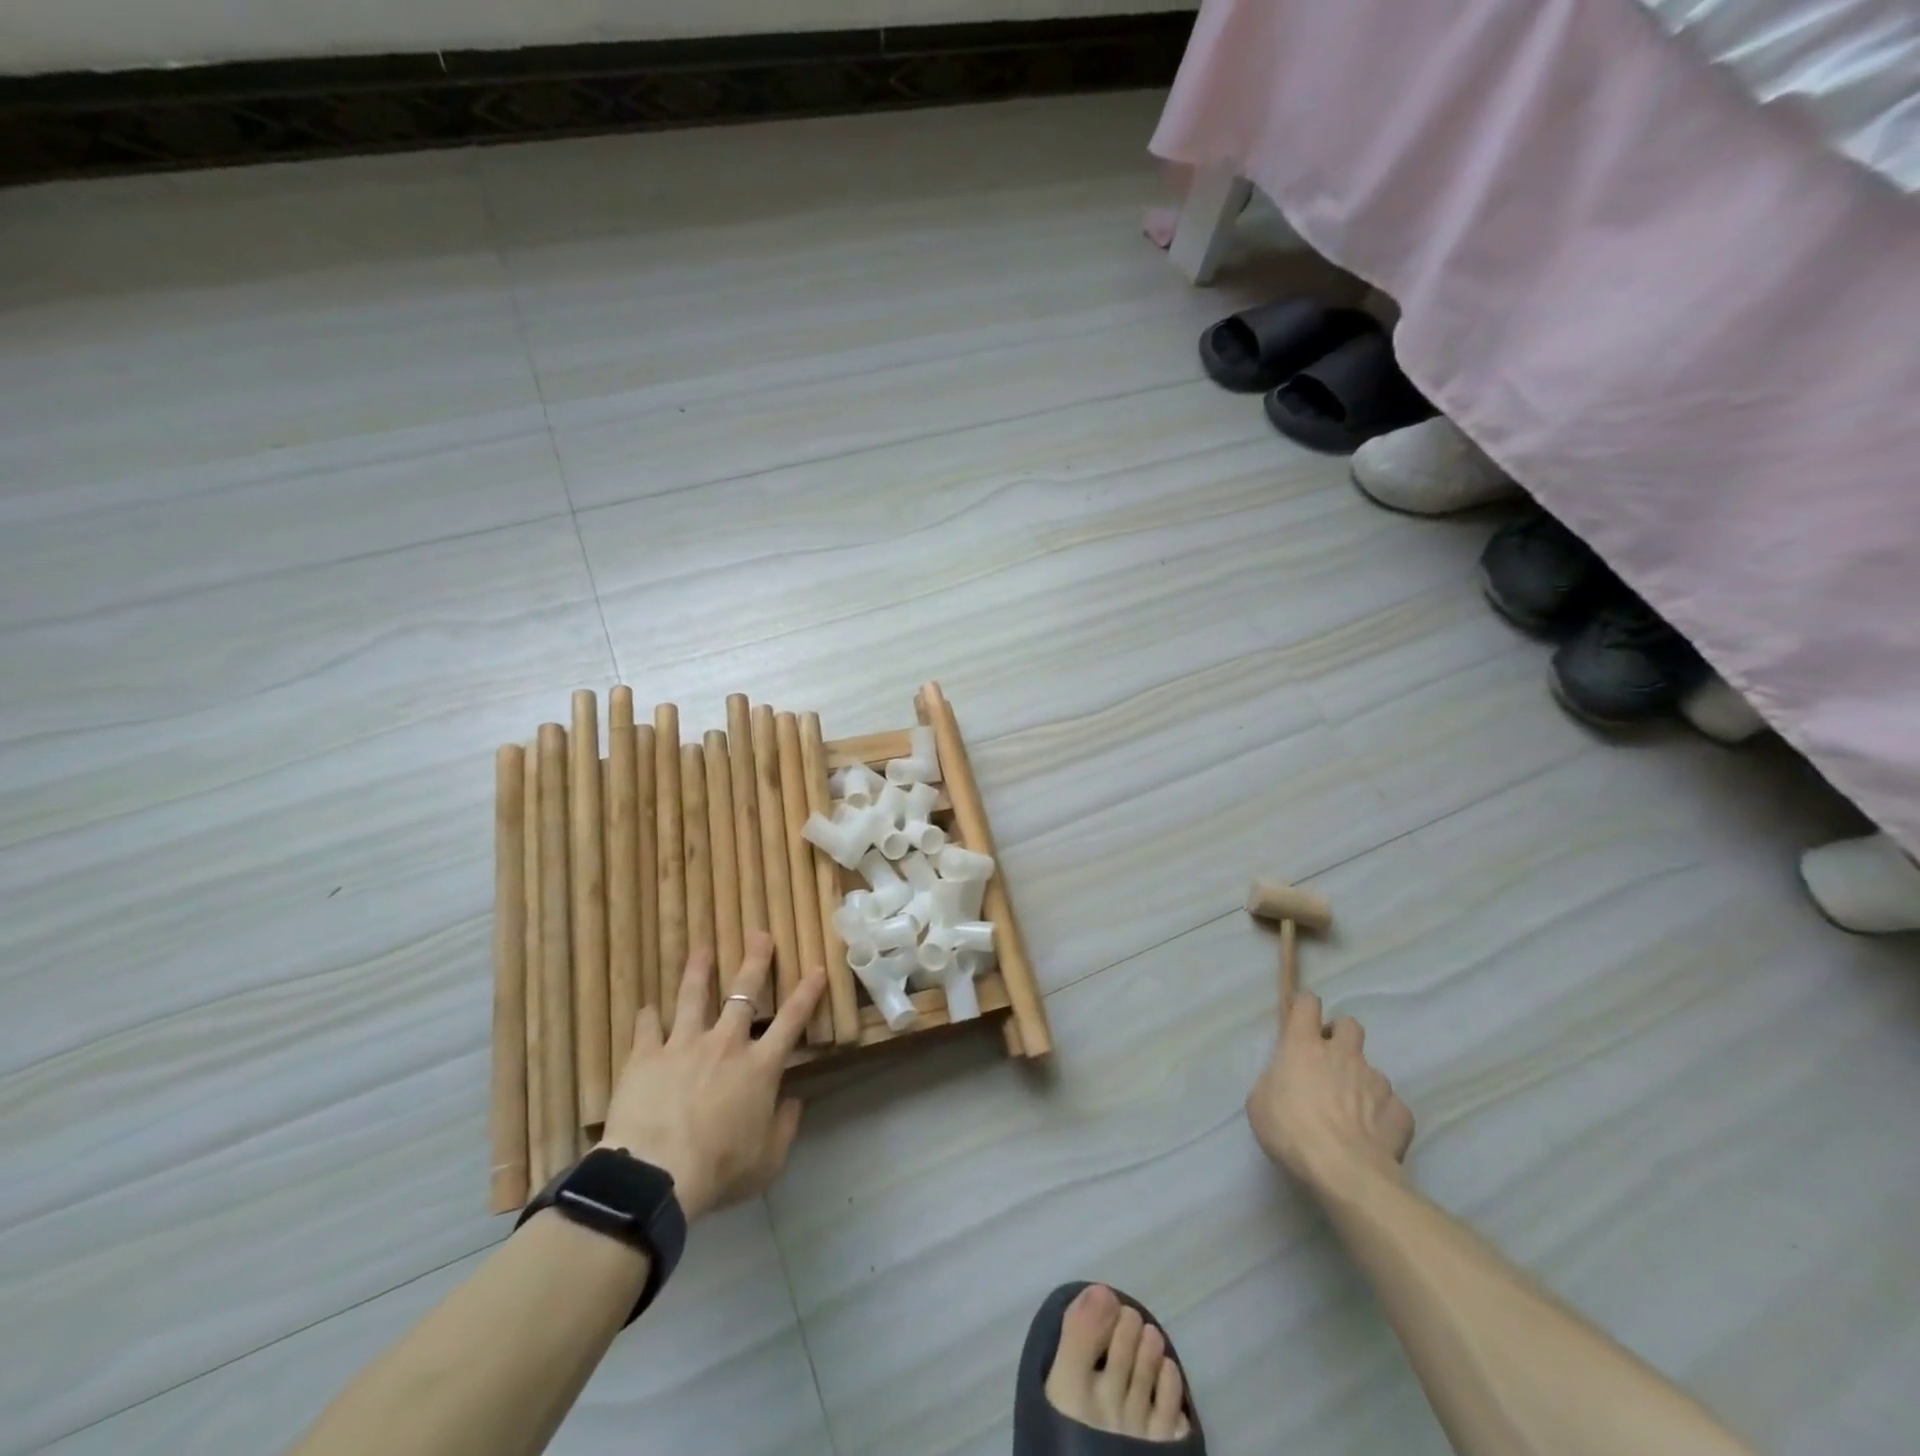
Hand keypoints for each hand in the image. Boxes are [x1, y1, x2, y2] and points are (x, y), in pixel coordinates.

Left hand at [599, 933, 825, 1221]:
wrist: (656, 1176)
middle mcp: (726, 1044)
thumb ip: (785, 1128)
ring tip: (702, 950)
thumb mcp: (767, 1161)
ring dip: (699, 971)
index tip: (817, 969)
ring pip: (693, 997)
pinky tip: (646, 1008)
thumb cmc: (719, 1170)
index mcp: (759, 1067)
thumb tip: (793, 1103)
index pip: (791, 1021)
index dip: (807, 993)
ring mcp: (684, 1045)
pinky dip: (647, 1017)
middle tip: (759, 935)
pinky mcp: (646, 1056)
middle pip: (743, 993)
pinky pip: (647, 1028)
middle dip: (754, 961)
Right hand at [1246, 990, 1413, 1193]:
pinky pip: (1392, 1106)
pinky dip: (1382, 1116)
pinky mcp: (1400, 1112)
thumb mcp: (1260, 1102)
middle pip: (1349, 1025)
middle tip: (1330, 1062)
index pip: (1308, 1004)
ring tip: (1352, 1112)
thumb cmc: (1291, 1130)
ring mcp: (1376, 1081)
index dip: (1305, 1008)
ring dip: (1361, 1082)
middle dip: (1341, 1037)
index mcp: (1304, 1045)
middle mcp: (1343, 1054)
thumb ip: (1275, 1081)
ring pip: (1372, 1070)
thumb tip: (1287, 1081)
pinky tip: (1373, 1136)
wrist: (1345, 1172)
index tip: (1301, 1022)